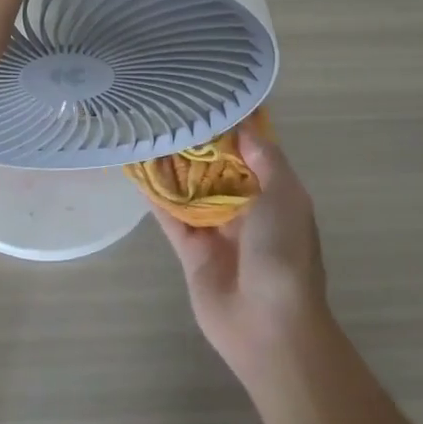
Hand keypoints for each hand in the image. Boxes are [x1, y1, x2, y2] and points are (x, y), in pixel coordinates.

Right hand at [155, 122, 329, 383]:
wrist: (269, 327)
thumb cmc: (284, 254)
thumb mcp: (286, 197)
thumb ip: (265, 160)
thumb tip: (243, 127)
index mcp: (273, 195)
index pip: (251, 153)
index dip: (232, 127)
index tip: (207, 96)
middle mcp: (245, 209)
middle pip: (216, 169)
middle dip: (197, 143)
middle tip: (168, 108)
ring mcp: (216, 230)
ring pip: (190, 189)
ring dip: (172, 165)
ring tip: (147, 130)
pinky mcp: (190, 251)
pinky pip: (170, 215)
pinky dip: (154, 194)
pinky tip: (136, 168)